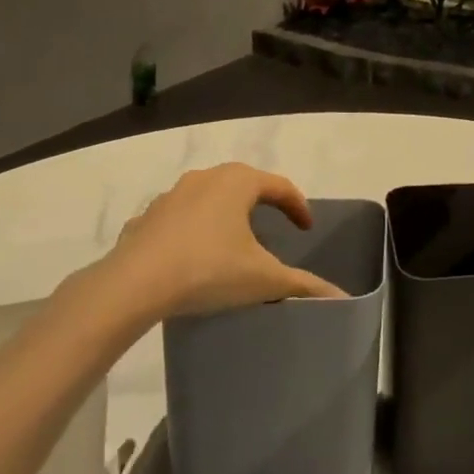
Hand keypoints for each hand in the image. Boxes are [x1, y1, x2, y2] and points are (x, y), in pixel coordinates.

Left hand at [105, 163, 347, 318]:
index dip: (298, 207)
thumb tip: (340, 296)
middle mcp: (206, 178)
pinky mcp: (145, 218)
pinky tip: (190, 256)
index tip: (306, 229)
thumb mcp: (262, 279)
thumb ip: (302, 285)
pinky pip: (178, 218)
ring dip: (224, 214)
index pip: (280, 186)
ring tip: (231, 243)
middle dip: (261, 204)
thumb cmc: (207, 269)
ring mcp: (171, 195)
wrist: (133, 285)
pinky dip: (191, 231)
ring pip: (208, 198)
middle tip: (273, 228)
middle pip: (244, 184)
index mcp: (239, 182)